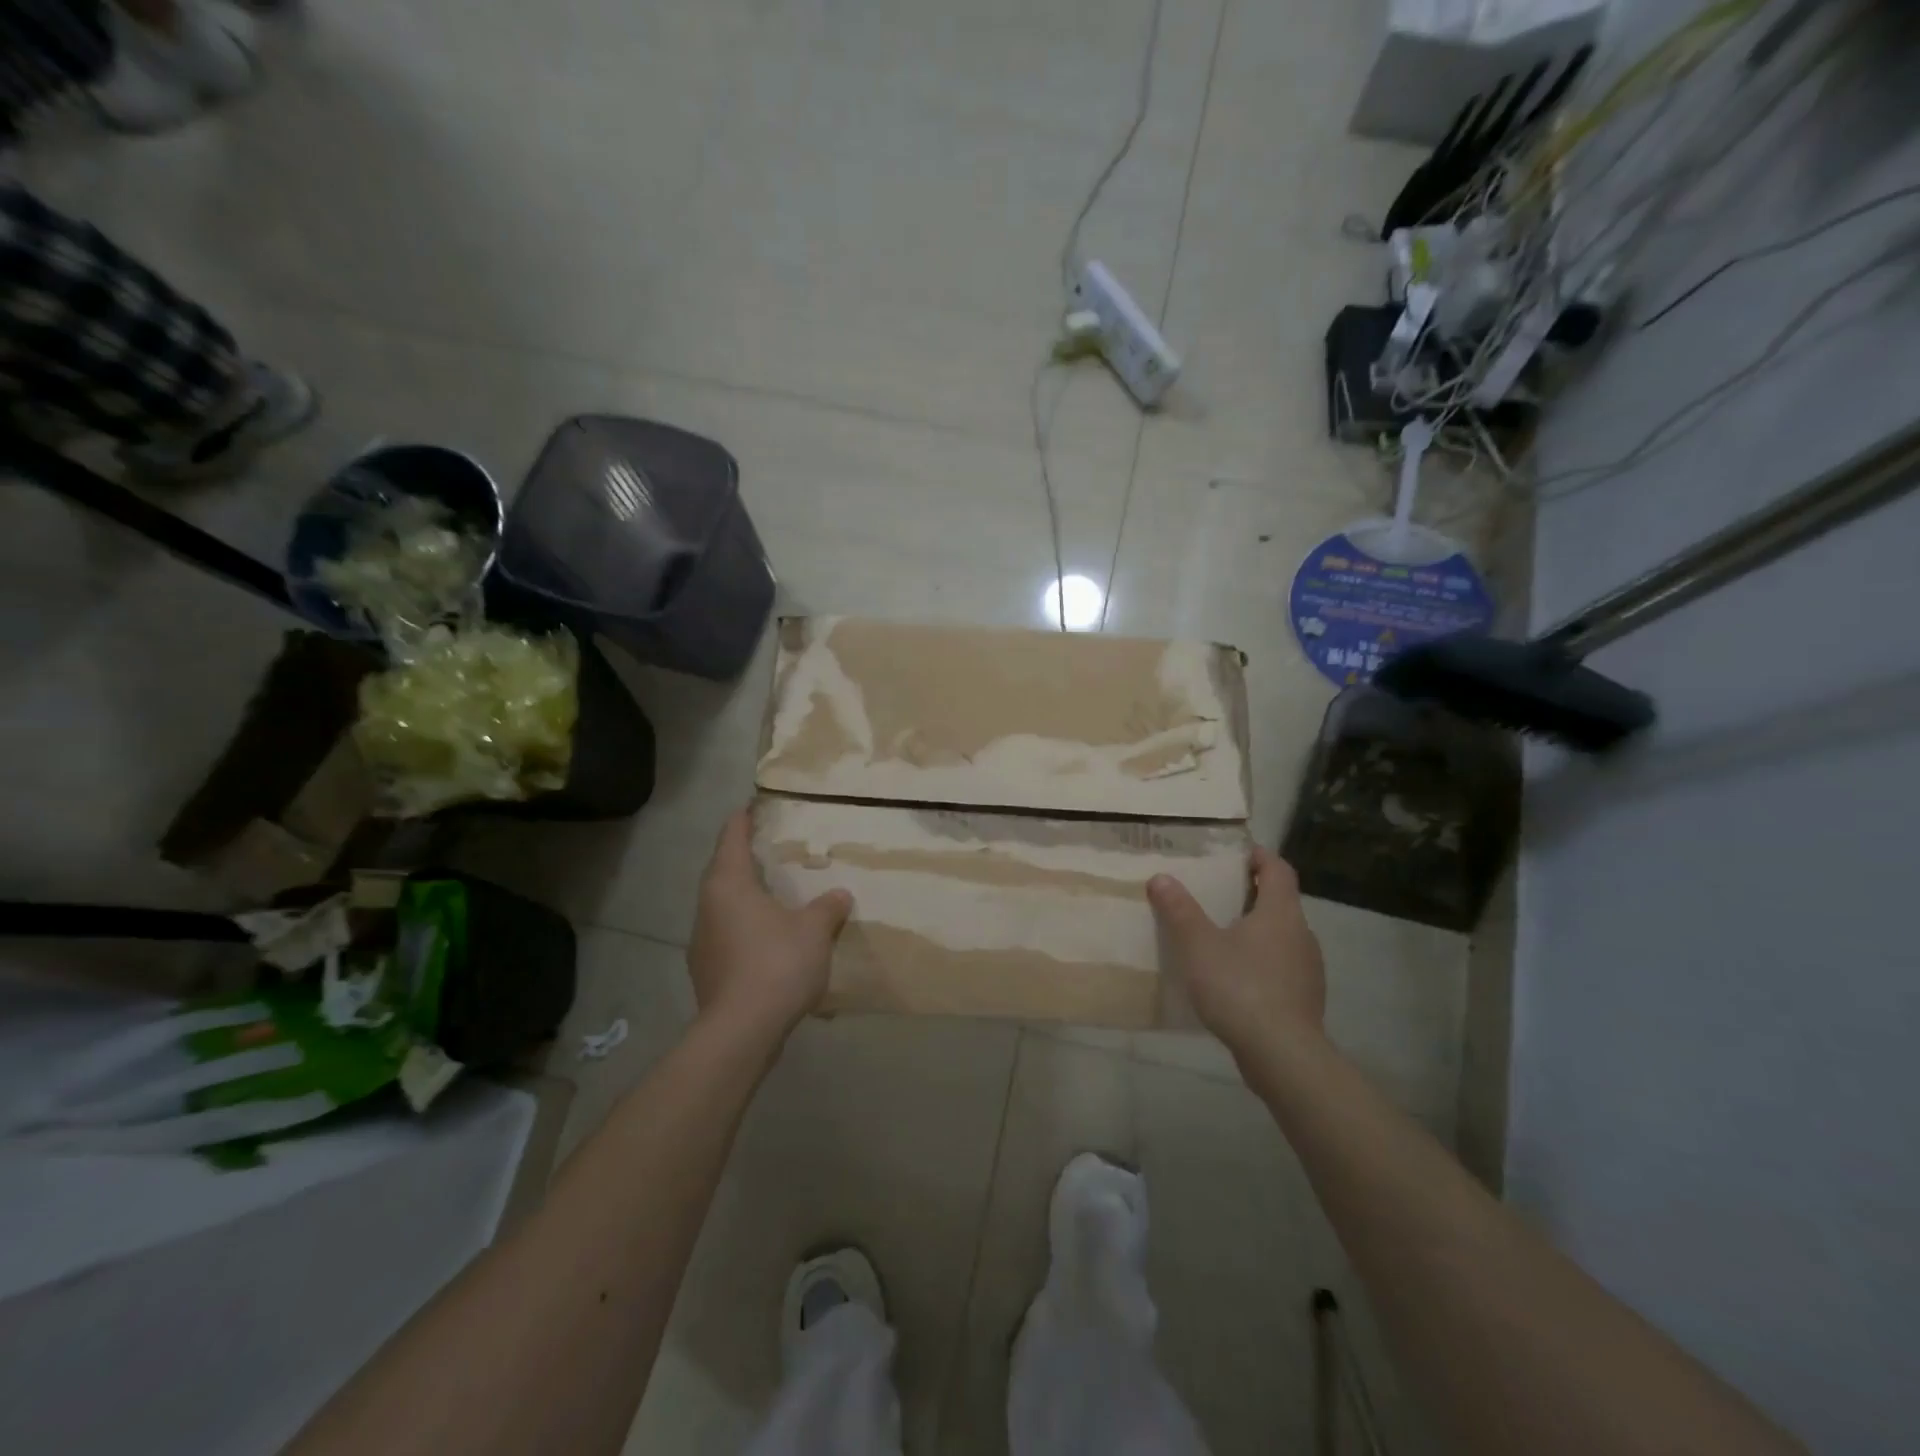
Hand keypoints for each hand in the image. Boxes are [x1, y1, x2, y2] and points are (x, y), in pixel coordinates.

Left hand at [687, 810, 853, 1041]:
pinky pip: (728, 935)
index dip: (743, 819)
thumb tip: (839, 895)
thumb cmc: (776, 963)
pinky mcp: (707, 971)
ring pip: (724, 906)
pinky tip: (768, 940)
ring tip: (773, 894)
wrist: (741, 1031)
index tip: (752, 806)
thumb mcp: (814, 929)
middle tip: (771, 849)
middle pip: (723, 871)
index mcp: (728, 884)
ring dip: (745, 897)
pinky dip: (746, 928)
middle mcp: (707, 906)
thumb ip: (827, 907)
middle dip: (744, 858)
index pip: (732, 837)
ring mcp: (702, 941)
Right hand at [1147, 847, 1325, 1062]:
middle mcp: (1302, 935)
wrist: (1282, 1055)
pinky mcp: (1304, 999)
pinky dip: (1260, 962)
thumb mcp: (1198, 945)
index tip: (1237, 853)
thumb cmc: (1240, 987)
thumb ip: (1179, 910)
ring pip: (1281, 937)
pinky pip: (1281, 967)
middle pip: (1280, 902)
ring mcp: (1308, 970)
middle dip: (1251, 894)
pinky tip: (1234, 979)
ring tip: (1221, 937)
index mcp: (1281, 913)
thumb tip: (1161, 878)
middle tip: (1217, 893)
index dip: (1259, 856)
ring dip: (1256, 931)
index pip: (1278, 869)